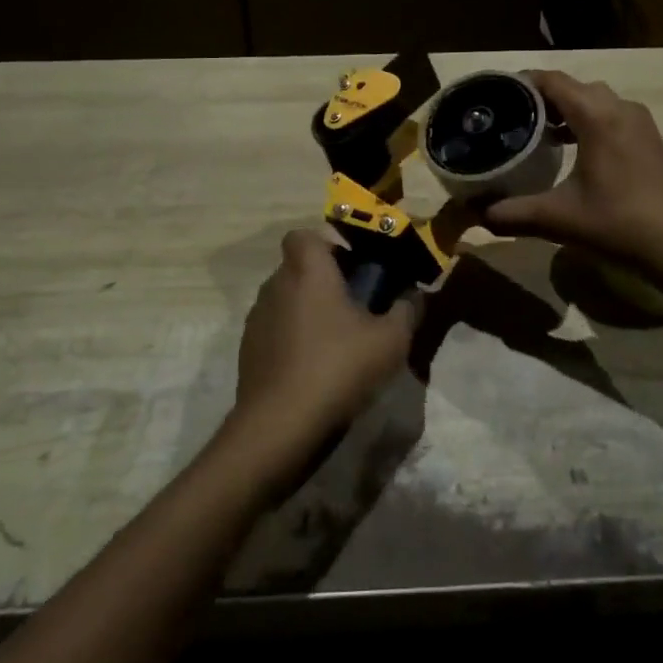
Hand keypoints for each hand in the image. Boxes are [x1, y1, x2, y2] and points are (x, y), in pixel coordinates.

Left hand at [231, 229, 418, 456]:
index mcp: (307, 271)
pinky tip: (315, 369)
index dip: (327, 246)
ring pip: (286, 300)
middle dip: (324, 281)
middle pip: (298, 268)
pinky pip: (276, 331)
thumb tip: (414, 295)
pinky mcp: (248, 352)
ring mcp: (257, 320)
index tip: (353, 269)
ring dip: (308, 311)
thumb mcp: (391, 341)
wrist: (279, 427)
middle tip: (356, 307)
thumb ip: (407, 311)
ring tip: (338, 342)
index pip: (304, 235)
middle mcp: (276, 285)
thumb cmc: (338, 368)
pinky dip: (293, 339)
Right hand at [478, 70, 662, 300]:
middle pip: (573, 87)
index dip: (522, 82)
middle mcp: (619, 108)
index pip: (552, 81)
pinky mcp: (648, 138)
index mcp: (596, 116)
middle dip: (541, 97)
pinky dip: (587, 120)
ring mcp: (638, 122)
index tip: (495, 93)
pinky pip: (610, 114)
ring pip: (594, 99)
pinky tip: (571, 147)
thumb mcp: (558, 219)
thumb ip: (512, 214)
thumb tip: (475, 216)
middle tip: (510, 115)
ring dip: (566, 108)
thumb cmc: (618, 224)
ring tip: (535, 130)